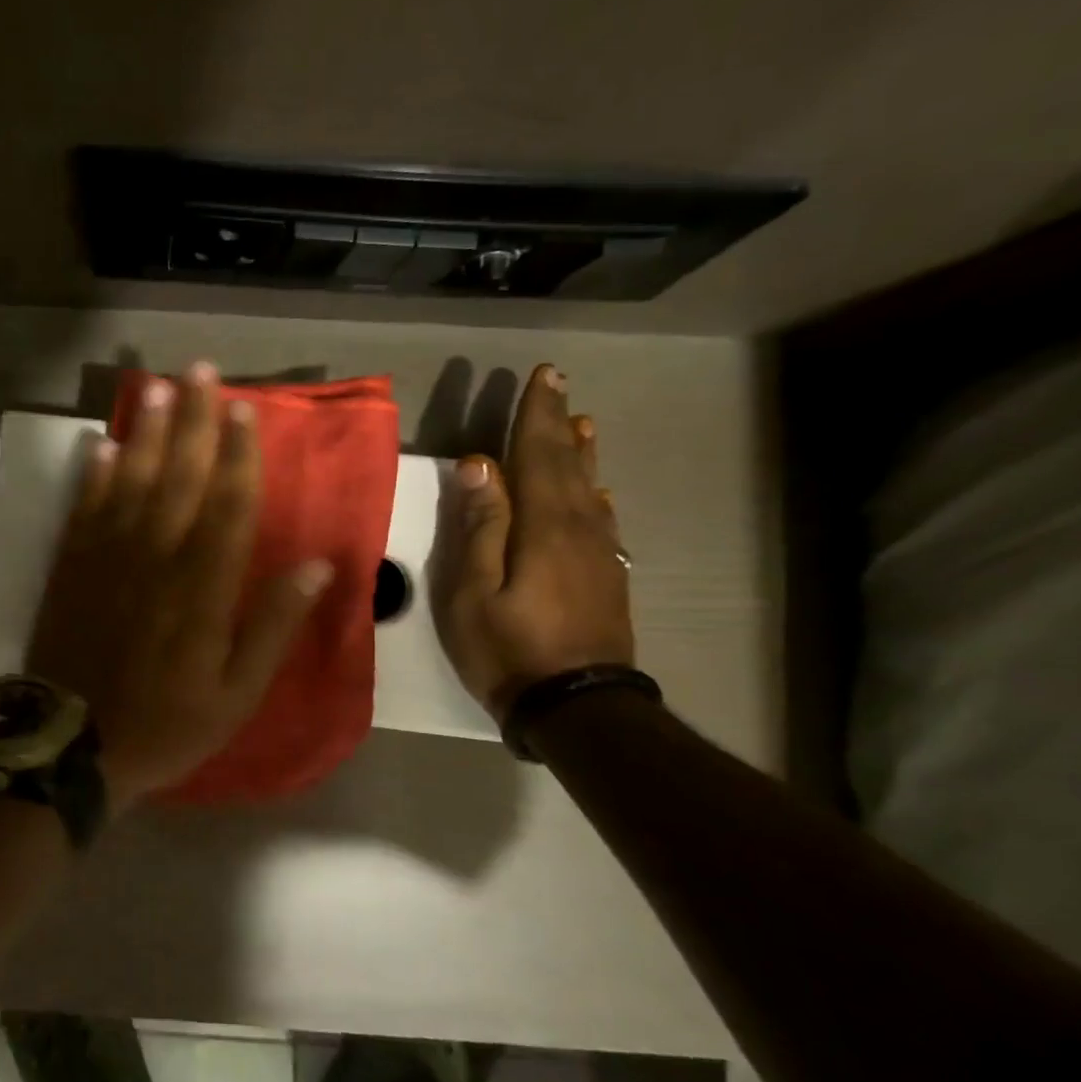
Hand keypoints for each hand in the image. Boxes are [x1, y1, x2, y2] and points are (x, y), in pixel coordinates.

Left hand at [28, 363, 334, 812]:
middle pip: (179, 478)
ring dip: (144, 433)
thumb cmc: (166, 724)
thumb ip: (273, 626)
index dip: (238, 455)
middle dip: (192, 422)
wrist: (74, 745)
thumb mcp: (236, 694)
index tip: (244, 410)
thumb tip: (317, 566)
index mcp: (203, 589)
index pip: (228, 506)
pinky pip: (83, 510)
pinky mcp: (71, 569)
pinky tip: (98, 444)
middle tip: (199, 370)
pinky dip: (91, 475)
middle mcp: (156, 559)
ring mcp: (107, 560)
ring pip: (130, 483)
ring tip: (155, 388)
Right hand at [431, 363, 634, 722]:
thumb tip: (479, 464)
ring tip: (581, 424)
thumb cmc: (508, 648)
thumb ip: (480, 526)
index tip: (540, 375)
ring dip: (580, 453)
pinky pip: (601, 520)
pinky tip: (596, 492)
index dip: (536, 415)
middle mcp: (579, 528)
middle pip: (567, 464)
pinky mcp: (606, 577)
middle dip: (557, 422)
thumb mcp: (473, 591)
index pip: (538, 454)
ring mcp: (599, 554)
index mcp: (544, 525)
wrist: (576, 705)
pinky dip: (594, 494)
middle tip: (557, 383)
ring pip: (589, 488)